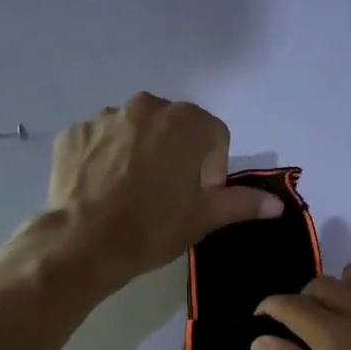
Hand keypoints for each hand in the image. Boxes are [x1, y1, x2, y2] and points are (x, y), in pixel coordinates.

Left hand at [46, 94, 281, 290]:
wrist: (84, 243)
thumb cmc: (154, 228)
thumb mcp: (205, 218)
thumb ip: (242, 203)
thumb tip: (277, 204)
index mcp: (186, 122)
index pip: (215, 137)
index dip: (213, 169)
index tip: (199, 198)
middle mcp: (146, 106)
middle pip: (174, 128)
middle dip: (177, 155)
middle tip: (167, 196)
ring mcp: (105, 117)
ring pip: (136, 131)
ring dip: (141, 153)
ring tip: (132, 194)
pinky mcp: (73, 132)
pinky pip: (101, 141)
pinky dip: (106, 158)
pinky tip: (103, 190)